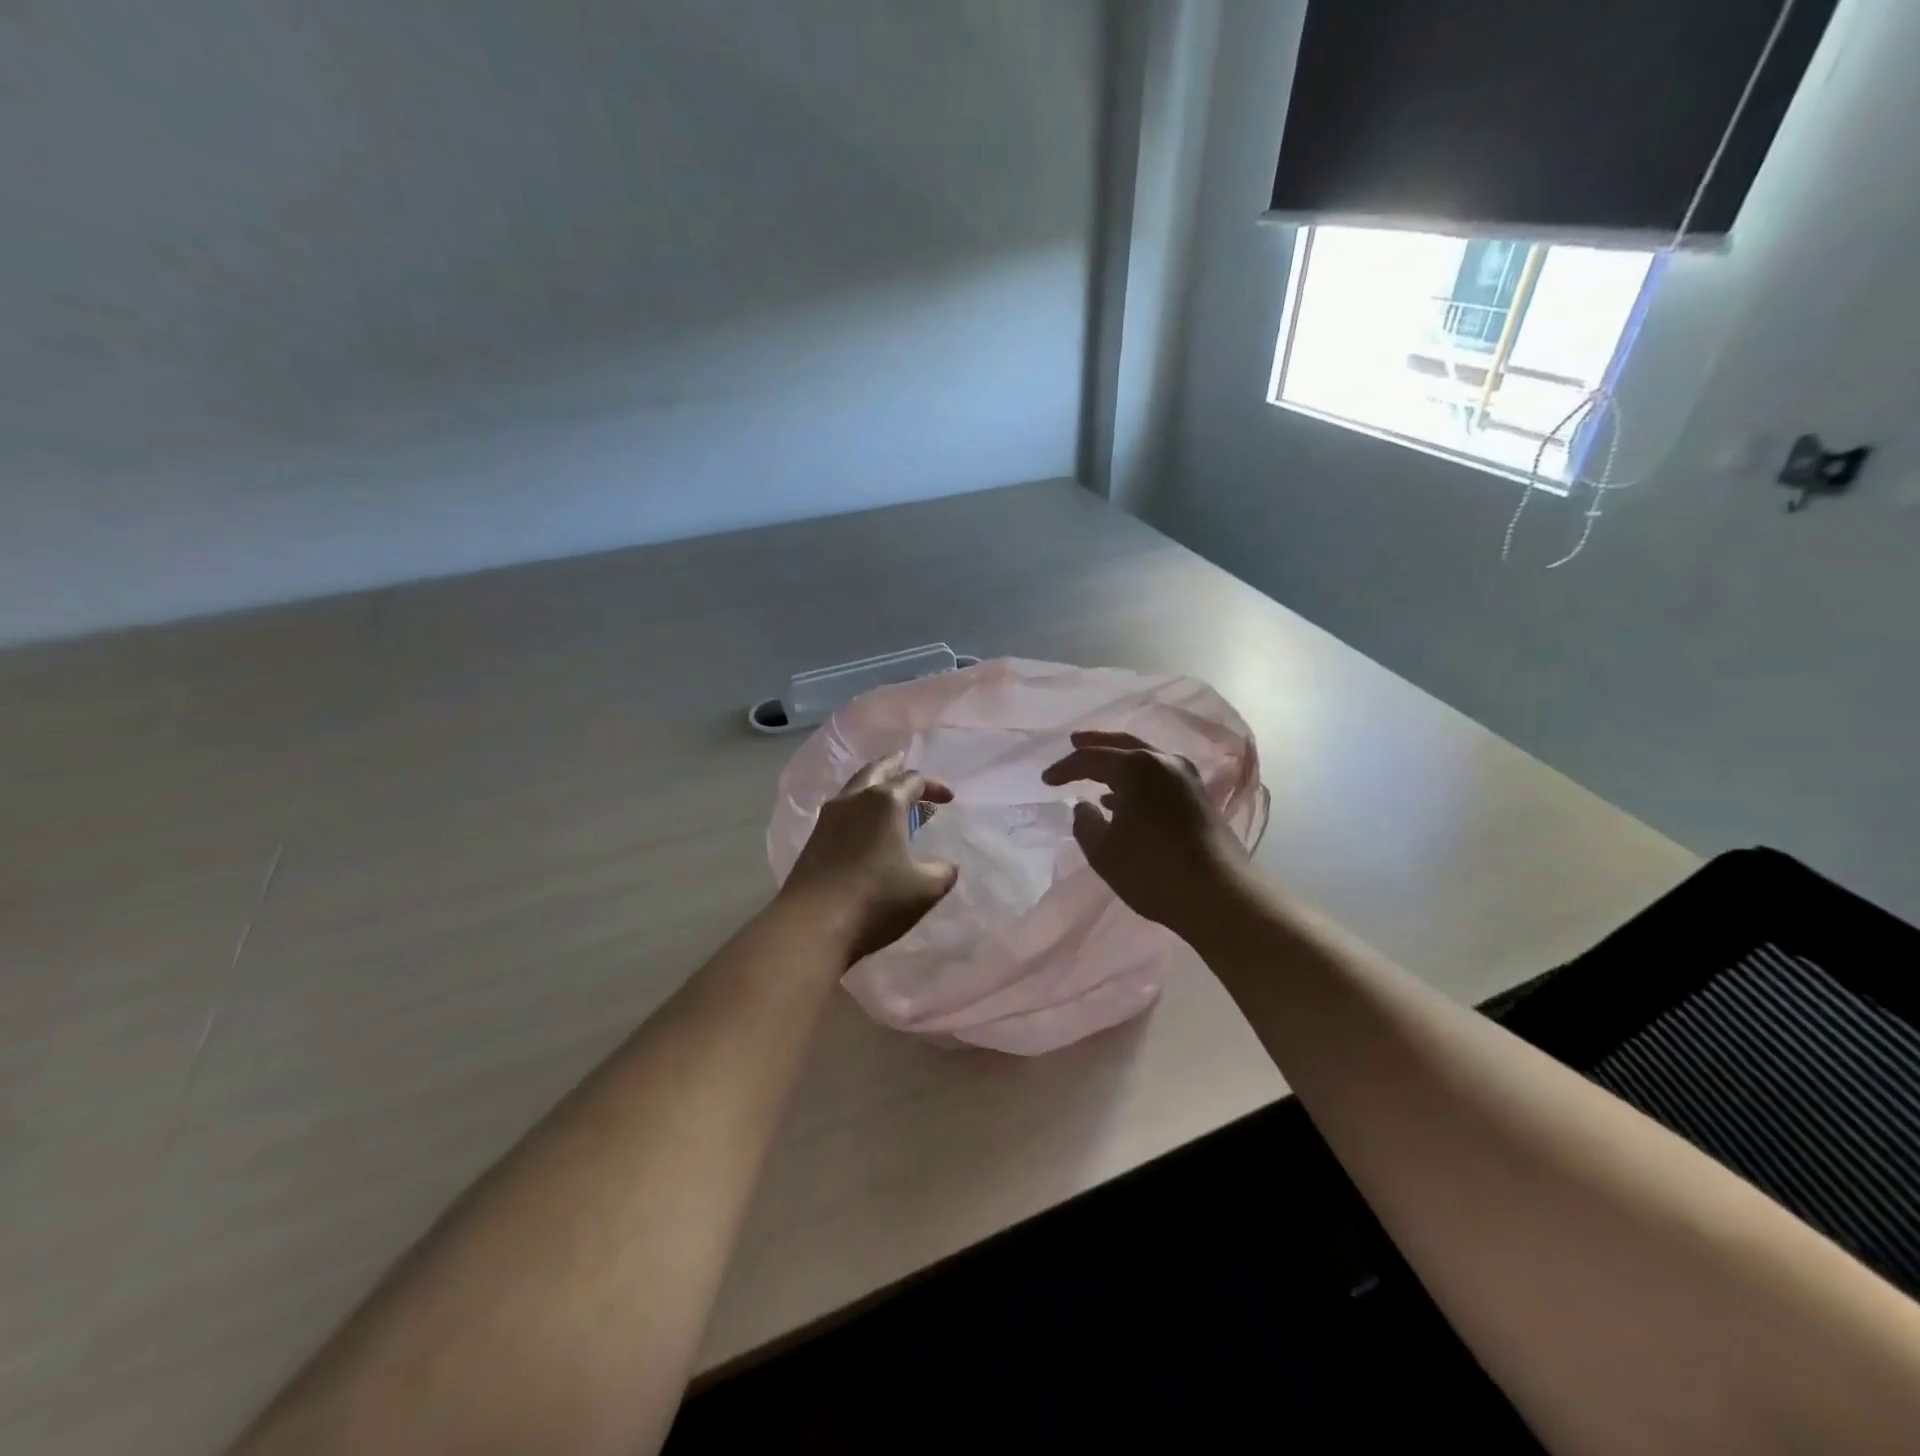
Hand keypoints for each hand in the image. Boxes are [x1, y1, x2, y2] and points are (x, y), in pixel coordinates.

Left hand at [778, 753, 957, 964]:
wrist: (811, 925)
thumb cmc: (876, 900)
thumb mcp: (924, 890)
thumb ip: (942, 873)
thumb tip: (947, 867)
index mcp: (885, 802)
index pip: (914, 781)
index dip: (934, 787)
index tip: (948, 800)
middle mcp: (854, 800)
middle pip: (876, 770)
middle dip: (895, 767)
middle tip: (905, 763)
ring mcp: (828, 818)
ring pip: (854, 788)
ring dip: (873, 786)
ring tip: (886, 795)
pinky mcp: (813, 839)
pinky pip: (841, 810)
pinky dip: (857, 807)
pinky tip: (863, 825)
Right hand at [1042, 730, 1249, 934]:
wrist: (1219, 894)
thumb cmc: (1153, 870)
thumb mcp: (1103, 851)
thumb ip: (1085, 823)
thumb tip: (1084, 806)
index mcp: (1136, 768)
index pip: (1091, 758)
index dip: (1065, 768)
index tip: (1046, 780)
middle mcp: (1163, 762)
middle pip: (1122, 745)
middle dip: (1095, 744)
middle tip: (1074, 741)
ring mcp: (1186, 778)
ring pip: (1144, 759)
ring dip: (1118, 763)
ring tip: (1096, 772)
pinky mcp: (1198, 797)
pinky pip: (1158, 776)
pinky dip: (1136, 780)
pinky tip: (1122, 800)